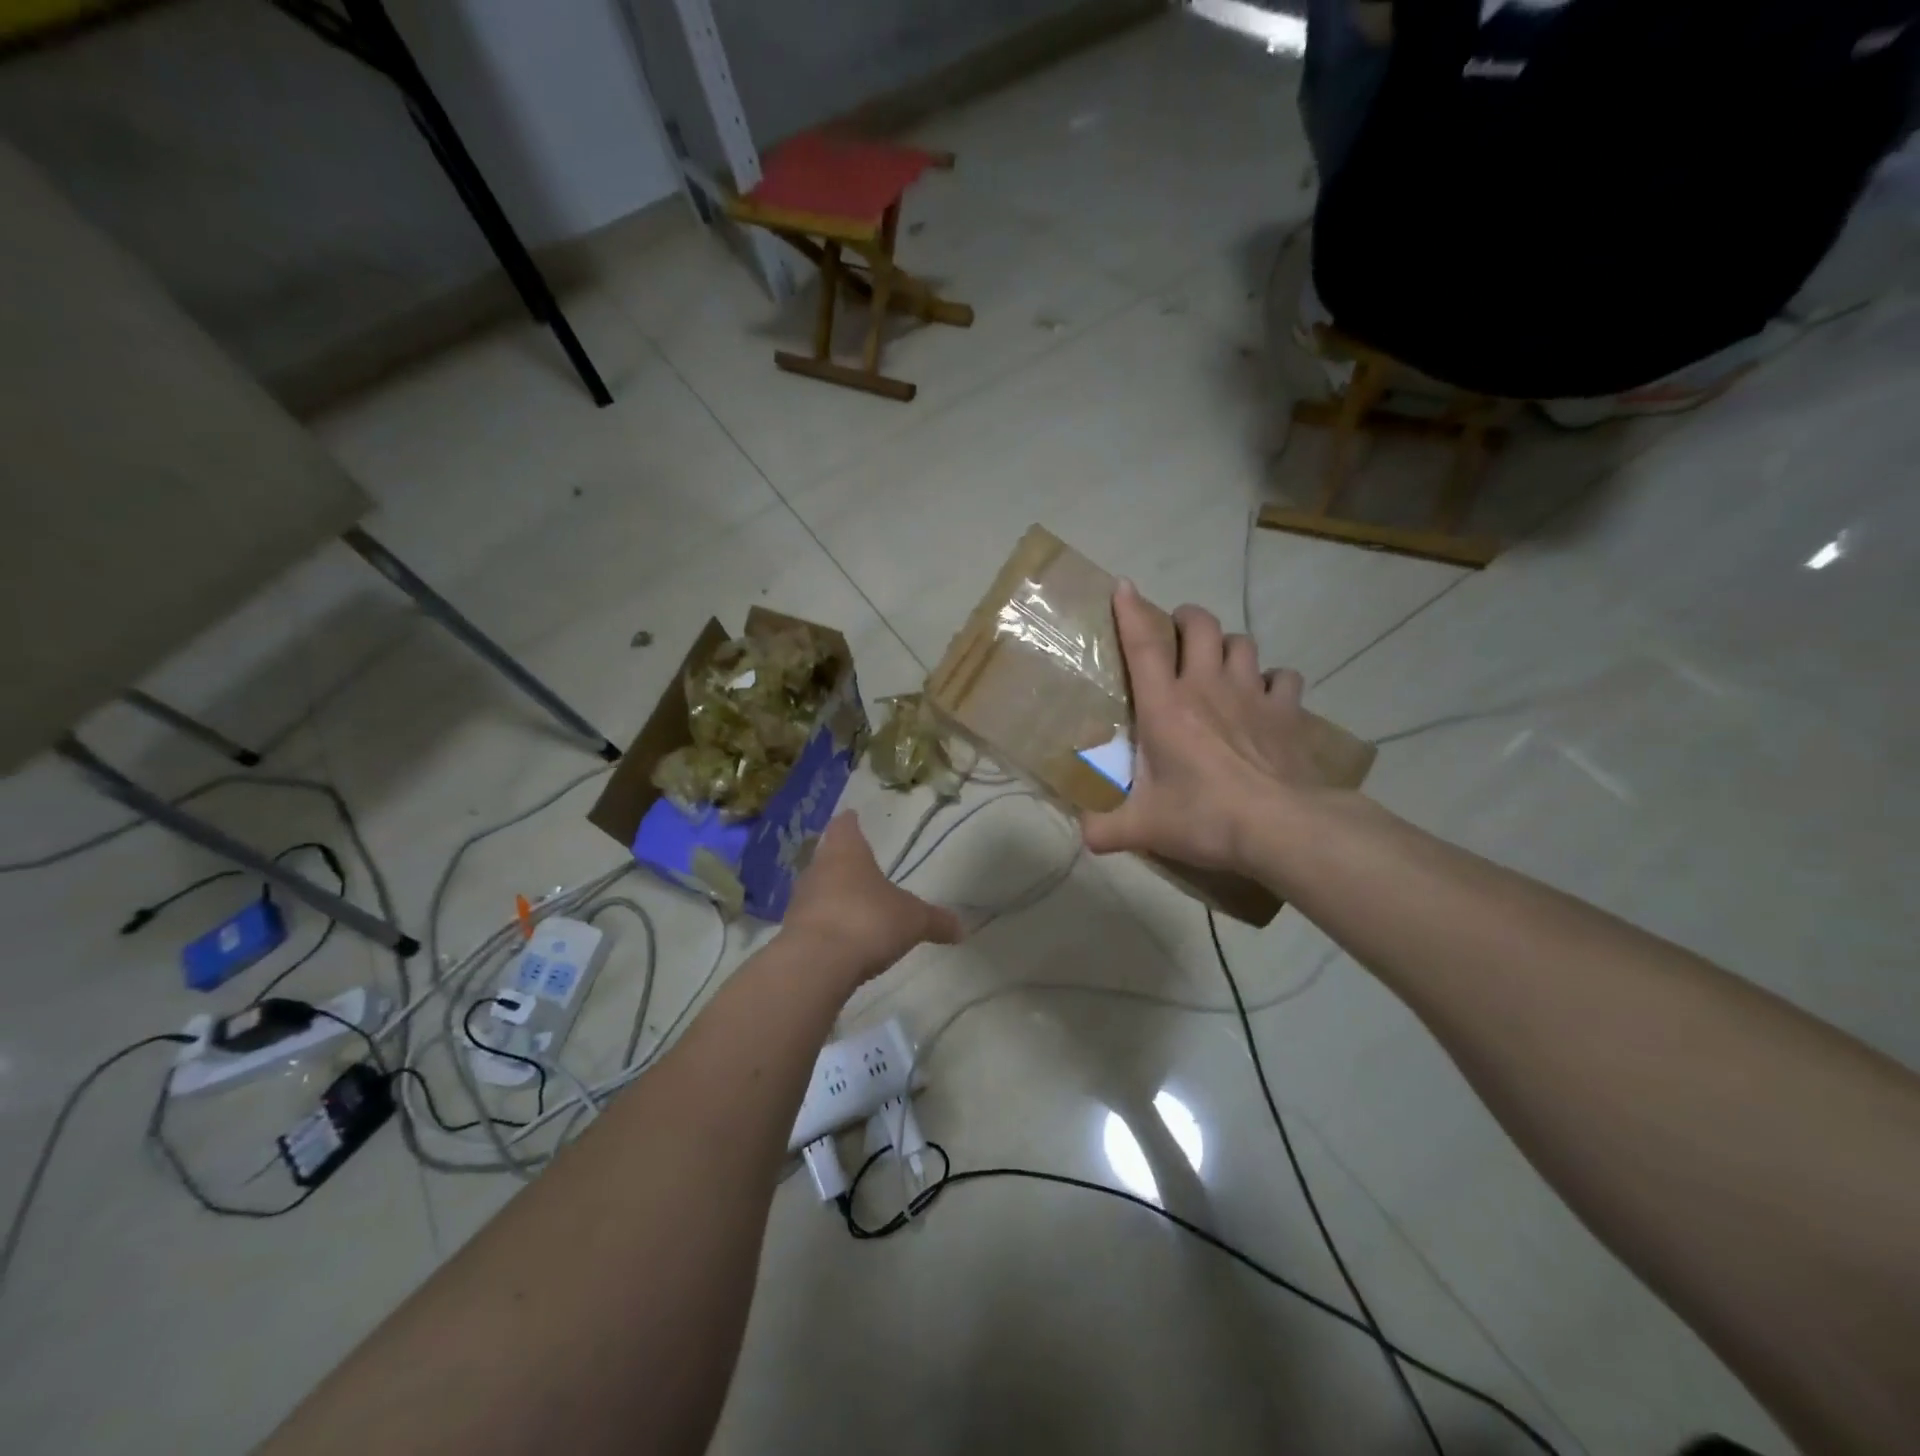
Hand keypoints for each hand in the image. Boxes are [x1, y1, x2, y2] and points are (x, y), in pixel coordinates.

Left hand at [783, 812, 961, 987]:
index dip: (850, 822)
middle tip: (855, 862)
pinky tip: (839, 937)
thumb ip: (935, 921)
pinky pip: (812, 921)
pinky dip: (825, 924)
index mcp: (846, 851)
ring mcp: (800, 901)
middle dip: (840, 859)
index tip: (852, 817)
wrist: (816, 964)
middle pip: (827, 855)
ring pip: (817, 888)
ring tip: (850, 902)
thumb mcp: (913, 920)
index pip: (844, 826)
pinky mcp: (791, 933)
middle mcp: (818, 869)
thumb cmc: (868, 921)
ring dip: (831, 894)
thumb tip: (961, 928)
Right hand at [1082, 580, 1318, 873]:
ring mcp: (1252, 695)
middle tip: (1178, 632)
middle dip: (1187, 618)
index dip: (1131, 611)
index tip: (1124, 586)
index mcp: (1166, 706)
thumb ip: (1105, 830)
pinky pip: (1284, 677)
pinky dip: (1273, 679)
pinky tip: (1267, 695)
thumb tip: (1083, 836)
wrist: (1282, 827)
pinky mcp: (1288, 712)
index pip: (1144, 645)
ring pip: (1242, 643)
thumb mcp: (1144, 827)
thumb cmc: (1205, 817)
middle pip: (1201, 625)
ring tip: (1219, 662)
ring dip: (1228, 645)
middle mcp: (1207, 687)